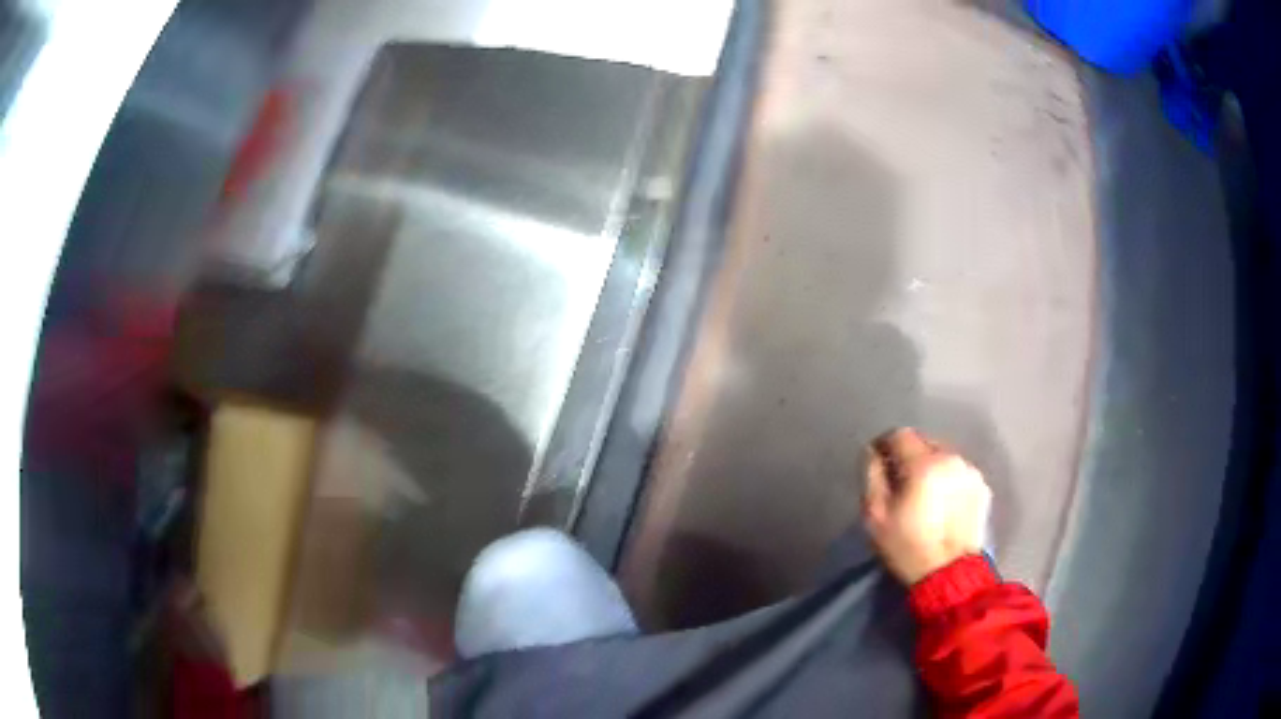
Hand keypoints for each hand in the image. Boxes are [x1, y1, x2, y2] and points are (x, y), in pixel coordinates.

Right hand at [863, 428, 991, 584]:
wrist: (950, 574)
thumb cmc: (907, 547)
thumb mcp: (875, 515)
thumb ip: (872, 475)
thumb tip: (873, 452)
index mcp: (924, 464)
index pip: (900, 435)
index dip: (885, 445)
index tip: (879, 463)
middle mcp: (951, 459)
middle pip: (924, 442)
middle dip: (909, 456)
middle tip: (900, 483)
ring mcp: (971, 472)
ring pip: (943, 456)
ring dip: (930, 467)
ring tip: (923, 495)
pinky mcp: (982, 487)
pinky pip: (958, 472)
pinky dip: (947, 480)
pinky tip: (942, 504)